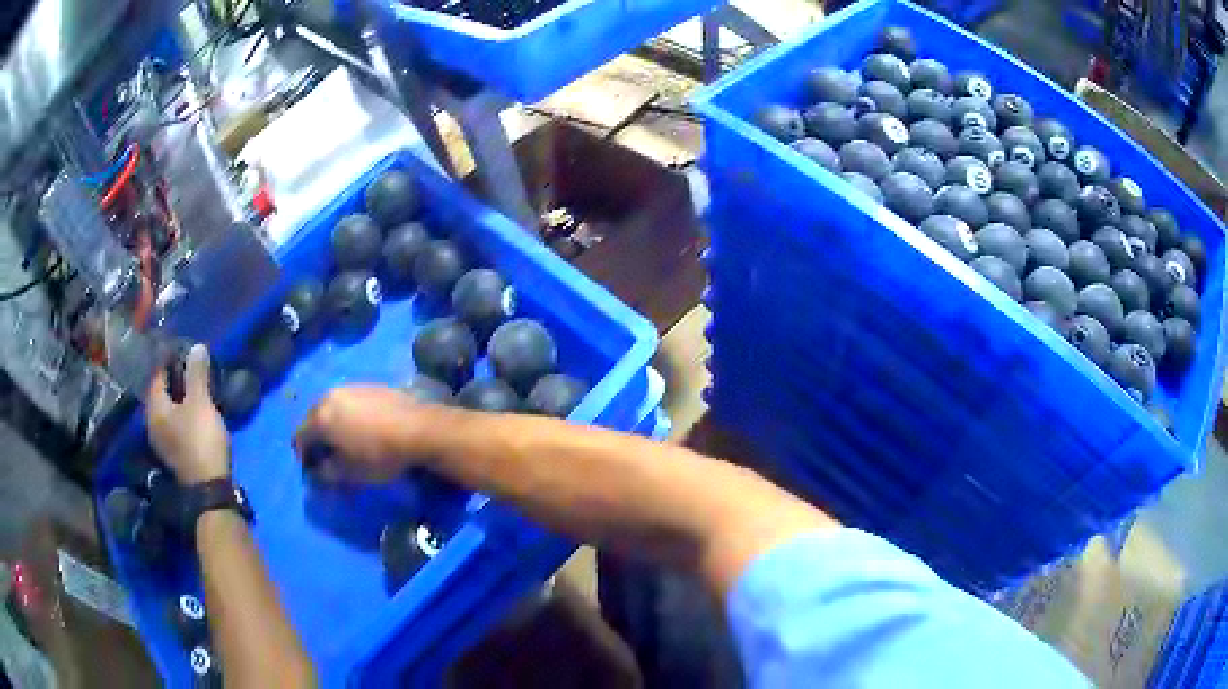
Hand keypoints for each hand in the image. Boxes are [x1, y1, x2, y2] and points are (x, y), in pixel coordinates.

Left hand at [147, 345, 230, 484]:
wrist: (208, 488)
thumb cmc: (200, 440)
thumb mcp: (201, 402)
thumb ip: (196, 374)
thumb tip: (196, 347)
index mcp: (155, 409)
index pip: (157, 377)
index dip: (168, 362)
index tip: (182, 352)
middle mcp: (153, 424)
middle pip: (161, 396)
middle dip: (173, 383)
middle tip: (190, 371)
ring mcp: (163, 443)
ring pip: (168, 413)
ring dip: (179, 401)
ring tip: (195, 392)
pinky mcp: (175, 456)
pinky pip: (175, 427)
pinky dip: (182, 417)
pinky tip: (194, 415)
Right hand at [294, 385, 433, 483]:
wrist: (420, 429)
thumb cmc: (380, 455)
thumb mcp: (350, 473)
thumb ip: (326, 473)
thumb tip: (316, 473)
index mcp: (320, 417)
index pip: (299, 437)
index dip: (303, 457)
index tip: (314, 470)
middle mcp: (330, 396)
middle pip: (313, 419)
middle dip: (316, 439)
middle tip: (328, 457)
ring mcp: (351, 387)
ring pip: (331, 408)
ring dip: (332, 425)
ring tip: (346, 442)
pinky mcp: (370, 385)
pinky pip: (350, 402)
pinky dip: (349, 415)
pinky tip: (364, 429)